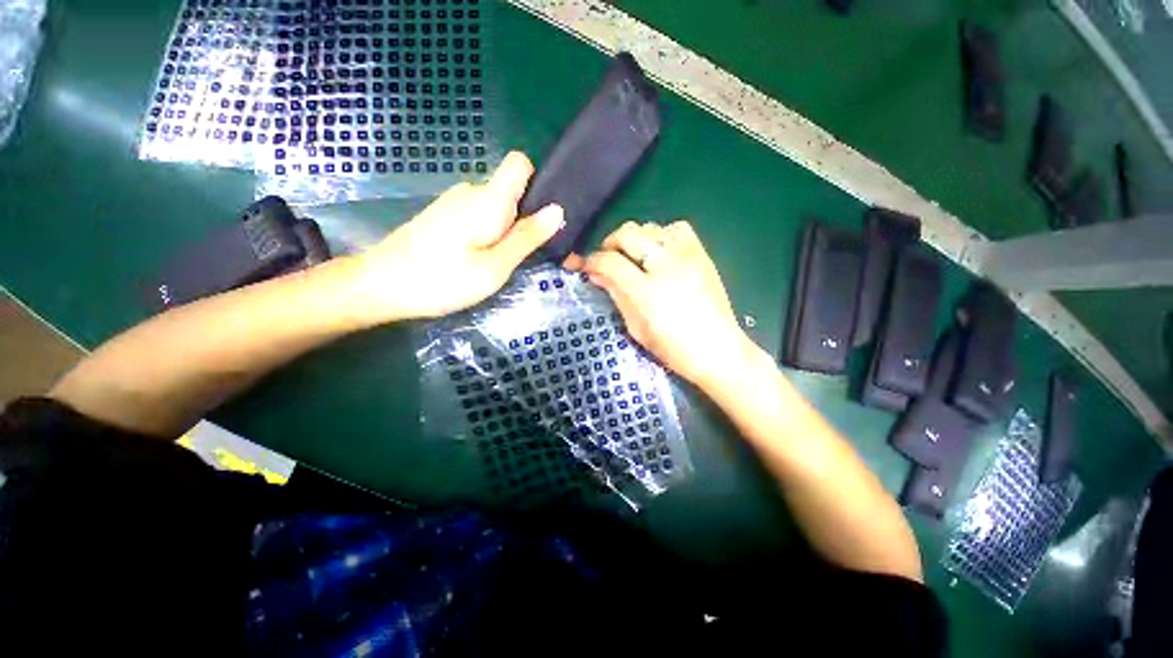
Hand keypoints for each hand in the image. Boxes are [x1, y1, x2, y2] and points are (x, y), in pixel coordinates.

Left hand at [353, 152, 563, 323]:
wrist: (380, 286)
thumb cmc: (443, 279)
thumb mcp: (495, 266)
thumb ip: (527, 237)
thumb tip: (558, 210)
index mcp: (487, 199)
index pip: (520, 164)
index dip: (537, 182)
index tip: (541, 215)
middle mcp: (471, 191)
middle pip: (510, 190)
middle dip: (523, 217)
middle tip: (522, 254)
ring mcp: (453, 202)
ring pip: (494, 206)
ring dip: (505, 229)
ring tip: (499, 261)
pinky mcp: (443, 215)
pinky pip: (477, 215)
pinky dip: (487, 232)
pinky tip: (477, 258)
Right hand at [566, 220, 758, 391]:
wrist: (718, 350)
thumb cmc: (673, 348)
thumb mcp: (636, 327)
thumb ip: (616, 296)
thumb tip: (595, 275)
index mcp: (647, 291)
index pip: (610, 262)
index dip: (591, 261)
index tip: (584, 266)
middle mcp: (666, 265)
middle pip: (628, 233)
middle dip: (610, 243)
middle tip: (607, 258)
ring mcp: (687, 256)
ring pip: (650, 227)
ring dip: (634, 239)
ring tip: (633, 256)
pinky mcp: (702, 253)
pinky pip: (676, 228)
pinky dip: (661, 234)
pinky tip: (659, 251)